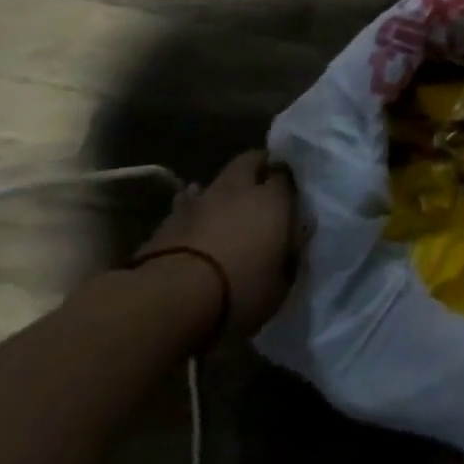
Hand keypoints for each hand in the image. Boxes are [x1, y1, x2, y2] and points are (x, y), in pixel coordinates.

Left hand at [137, 150, 300, 338]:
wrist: (167, 301)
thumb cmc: (237, 292)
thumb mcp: (279, 284)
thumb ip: (290, 255)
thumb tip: (295, 237)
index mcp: (274, 199)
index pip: (287, 175)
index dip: (288, 185)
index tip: (290, 198)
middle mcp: (240, 189)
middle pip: (251, 161)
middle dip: (257, 168)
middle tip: (262, 188)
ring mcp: (201, 200)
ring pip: (217, 181)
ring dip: (224, 192)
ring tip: (227, 209)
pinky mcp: (167, 219)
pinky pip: (187, 203)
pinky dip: (193, 209)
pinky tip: (195, 221)